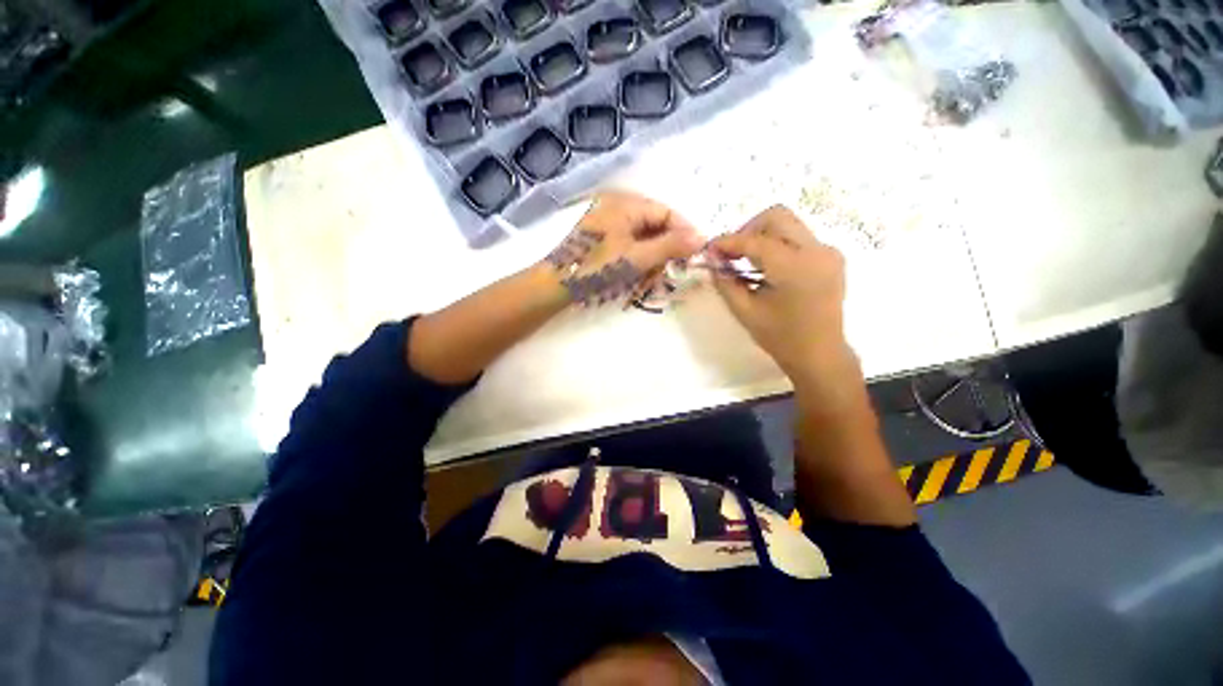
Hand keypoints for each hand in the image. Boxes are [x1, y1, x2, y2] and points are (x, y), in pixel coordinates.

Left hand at [545, 191, 703, 304]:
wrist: (556, 284)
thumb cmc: (596, 268)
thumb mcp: (636, 257)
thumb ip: (669, 247)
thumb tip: (702, 238)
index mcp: (625, 203)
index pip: (666, 212)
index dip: (684, 233)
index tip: (695, 255)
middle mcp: (617, 206)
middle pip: (655, 225)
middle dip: (665, 250)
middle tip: (670, 272)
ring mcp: (608, 222)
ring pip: (642, 237)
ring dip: (651, 258)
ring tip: (651, 279)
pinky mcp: (601, 237)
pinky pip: (629, 245)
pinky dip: (637, 260)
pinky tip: (637, 276)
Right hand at [709, 205, 849, 377]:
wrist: (820, 354)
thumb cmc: (780, 337)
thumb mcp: (744, 311)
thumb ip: (725, 282)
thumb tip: (711, 261)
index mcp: (794, 267)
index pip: (754, 240)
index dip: (728, 242)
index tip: (709, 249)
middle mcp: (816, 250)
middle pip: (776, 217)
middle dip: (747, 230)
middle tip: (731, 254)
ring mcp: (827, 252)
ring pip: (788, 225)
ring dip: (762, 237)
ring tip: (746, 262)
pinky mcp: (831, 257)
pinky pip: (798, 238)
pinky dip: (777, 246)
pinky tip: (766, 268)